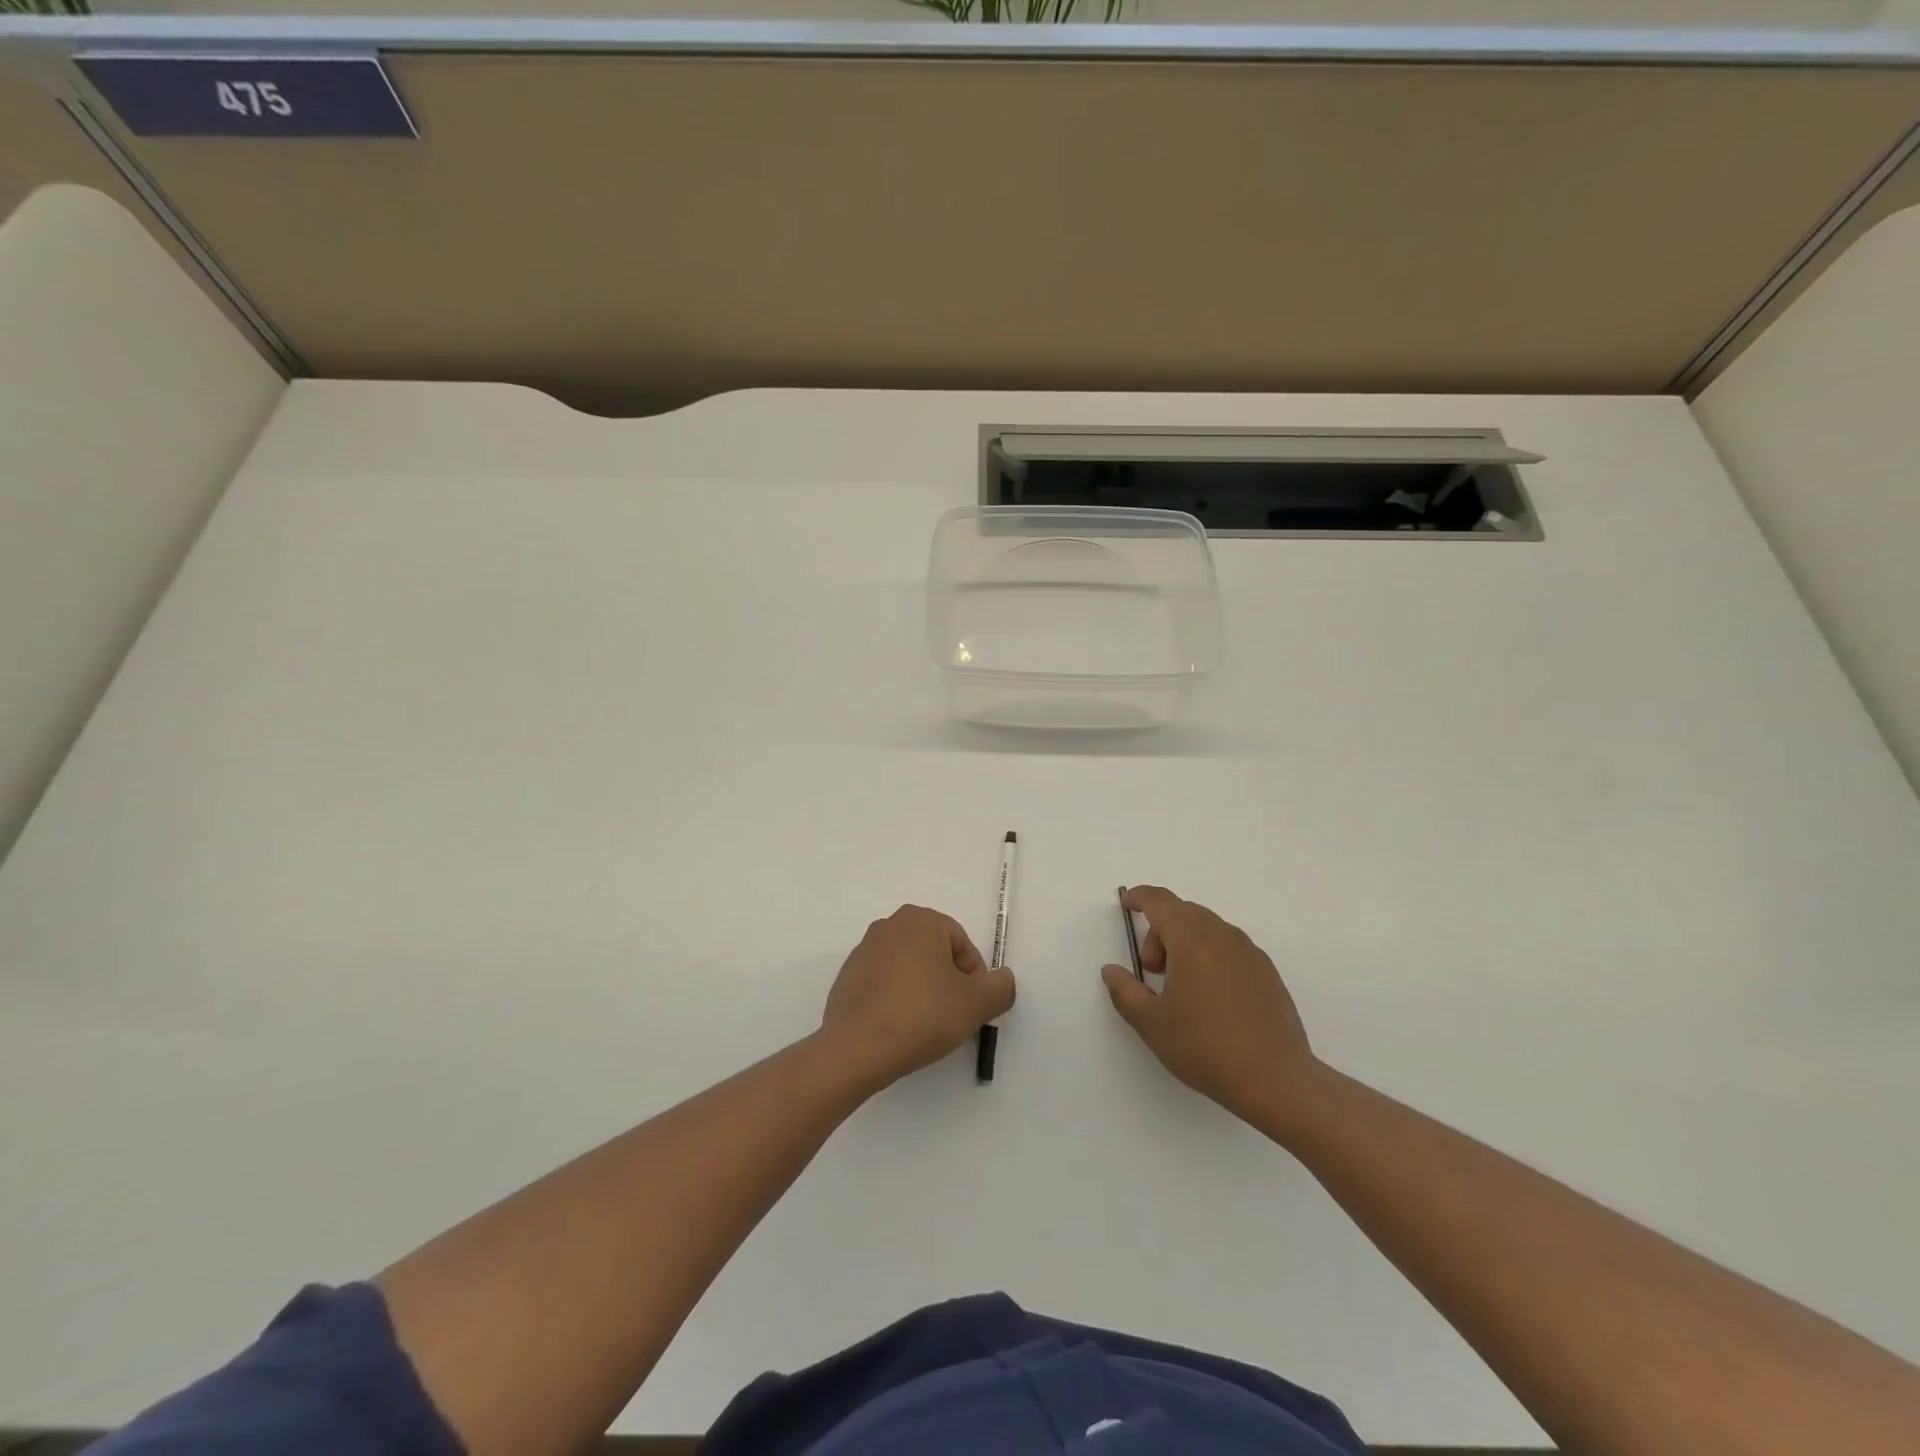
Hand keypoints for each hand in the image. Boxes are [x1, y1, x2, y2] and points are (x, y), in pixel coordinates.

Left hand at [822, 905, 1015, 1091]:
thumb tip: (1003, 979)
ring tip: (926, 1027)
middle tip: (953, 1017)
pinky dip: (897, 1001)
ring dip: (923, 992)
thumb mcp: (976, 1005)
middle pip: (935, 954)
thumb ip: (1001, 988)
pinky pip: (885, 984)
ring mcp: (863, 951)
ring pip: (909, 969)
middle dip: (949, 983)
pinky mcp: (847, 977)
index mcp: (921, 920)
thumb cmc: (922, 1016)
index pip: (963, 945)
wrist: (856, 1049)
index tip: (972, 1009)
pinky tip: (899, 1029)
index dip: (974, 979)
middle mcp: (889, 926)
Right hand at [1101, 886, 1318, 1120]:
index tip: (1126, 903)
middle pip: (1184, 913)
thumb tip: (1111, 970)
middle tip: (1151, 970)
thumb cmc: (1205, 1046)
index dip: (1139, 897)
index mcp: (1192, 939)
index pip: (1161, 901)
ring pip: (1208, 930)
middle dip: (1160, 932)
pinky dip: (1210, 956)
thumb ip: (1125, 991)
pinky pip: (1230, 949)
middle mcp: (1223, 936)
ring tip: (1180, 987)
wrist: (1276, 1080)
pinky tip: (1210, 998)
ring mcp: (1250, 953)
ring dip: (1185, 944)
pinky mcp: (1268, 973)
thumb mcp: (1151, 1023)